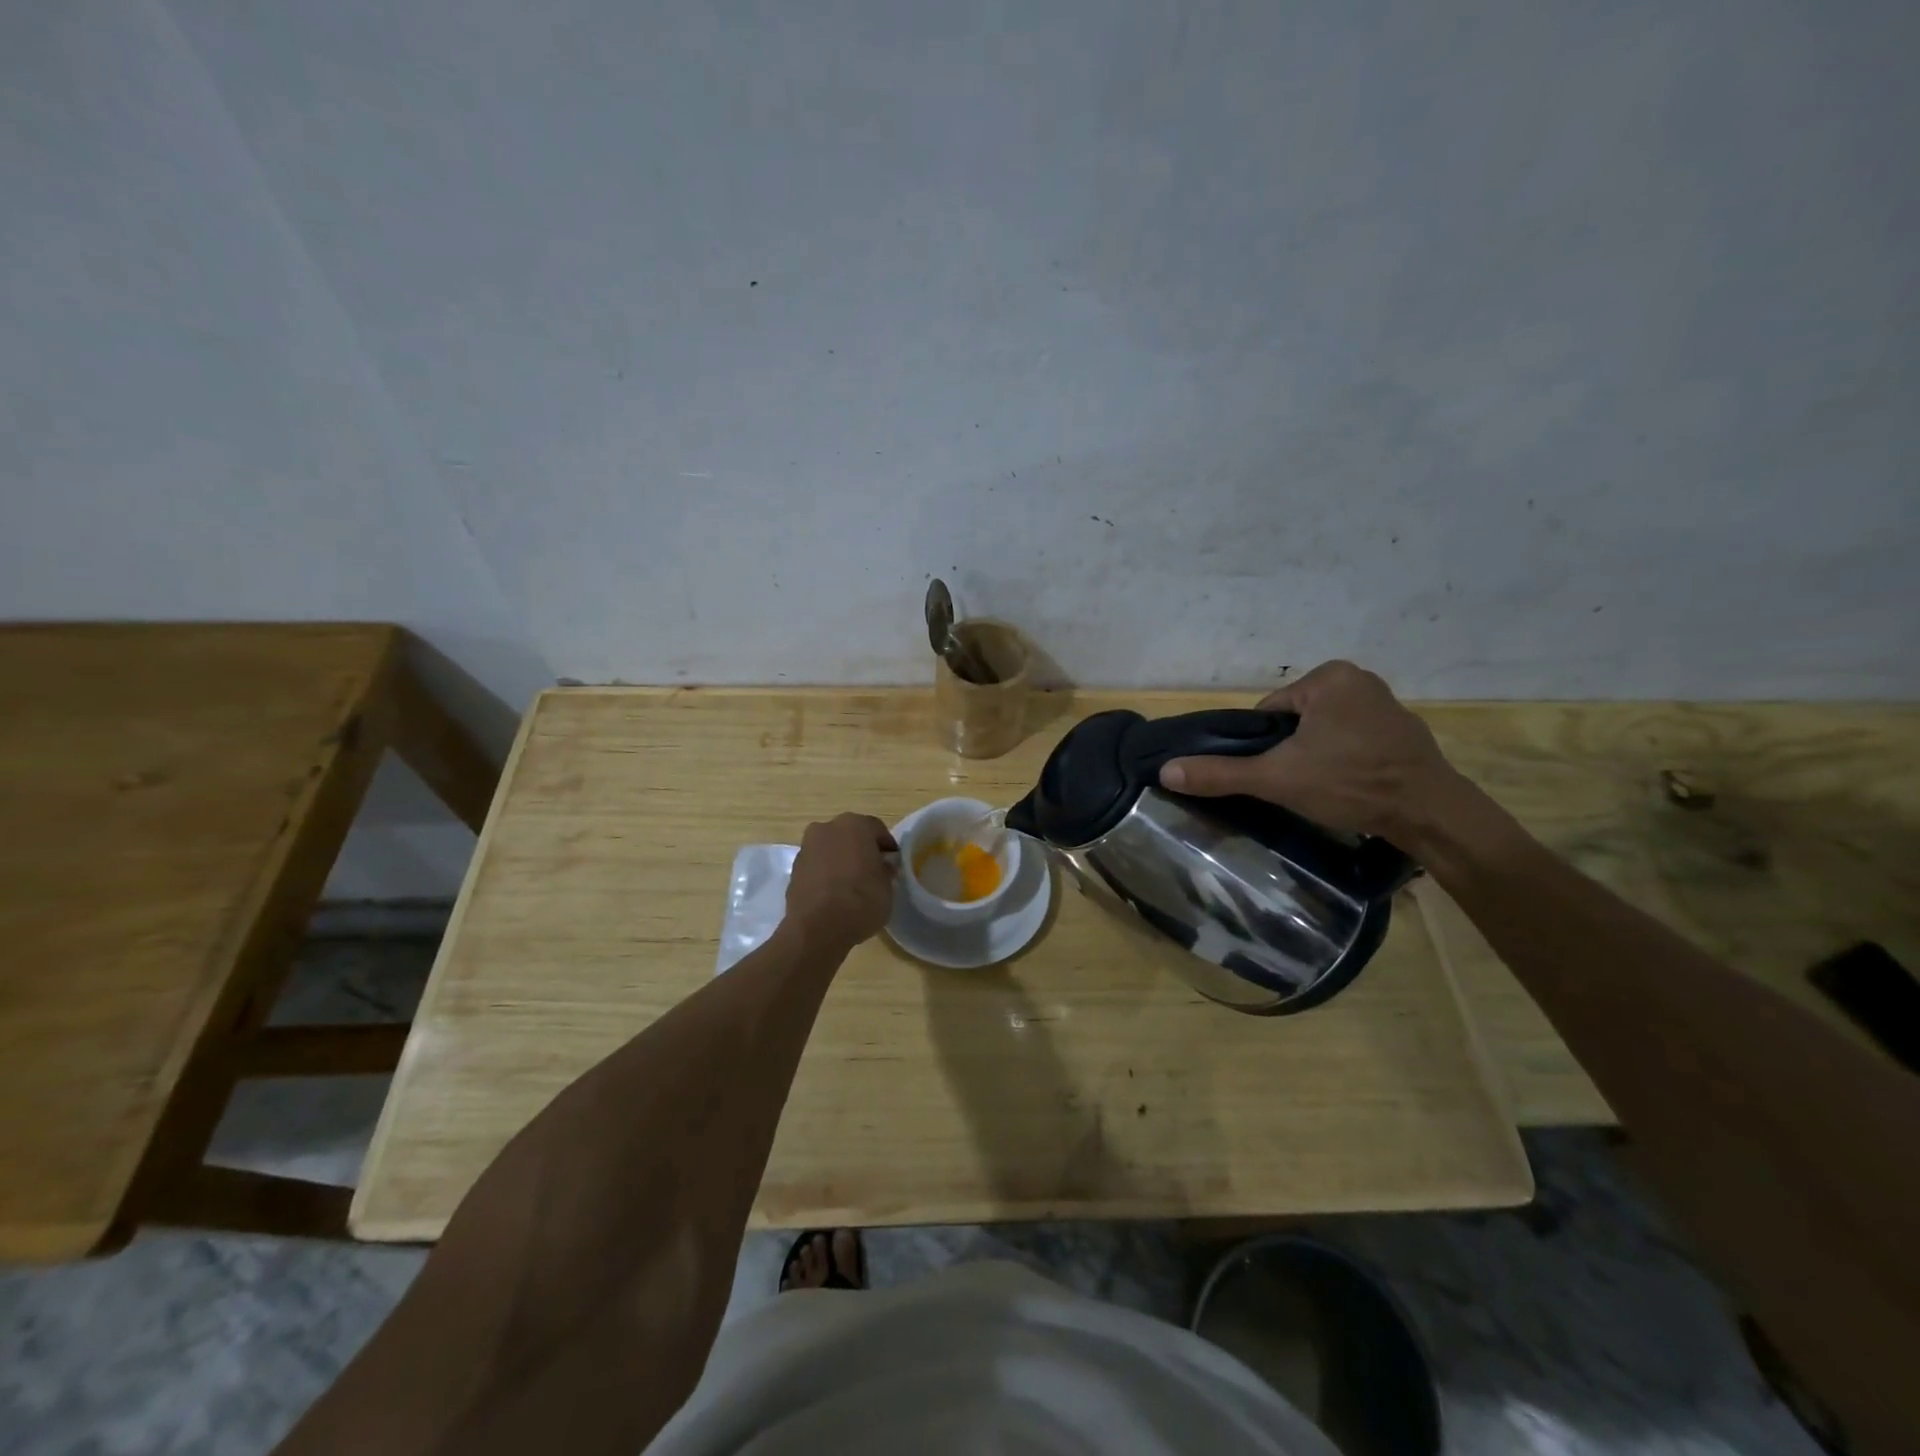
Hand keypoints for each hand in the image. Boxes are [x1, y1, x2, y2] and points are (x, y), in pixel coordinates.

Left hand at [785, 813, 897, 948]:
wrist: (817, 928)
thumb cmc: (861, 900)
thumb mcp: (888, 887)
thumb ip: (885, 871)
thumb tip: (881, 866)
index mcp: (854, 825)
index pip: (877, 829)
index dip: (887, 846)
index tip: (893, 863)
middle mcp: (827, 828)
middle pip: (850, 835)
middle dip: (861, 849)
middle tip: (872, 871)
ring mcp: (807, 848)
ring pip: (830, 849)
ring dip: (841, 860)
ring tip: (852, 884)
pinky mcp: (793, 869)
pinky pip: (817, 866)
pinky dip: (826, 873)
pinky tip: (834, 893)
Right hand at [1158, 660, 1465, 845]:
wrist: (1431, 815)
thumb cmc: (1350, 783)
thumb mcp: (1277, 778)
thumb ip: (1221, 773)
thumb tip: (1166, 770)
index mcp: (1329, 677)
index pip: (1269, 711)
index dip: (1263, 746)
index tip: (1275, 773)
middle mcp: (1359, 679)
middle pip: (1296, 720)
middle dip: (1291, 751)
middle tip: (1298, 784)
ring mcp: (1385, 703)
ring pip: (1324, 731)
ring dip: (1316, 756)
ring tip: (1323, 788)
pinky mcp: (1403, 730)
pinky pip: (1353, 739)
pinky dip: (1345, 759)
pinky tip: (1349, 785)